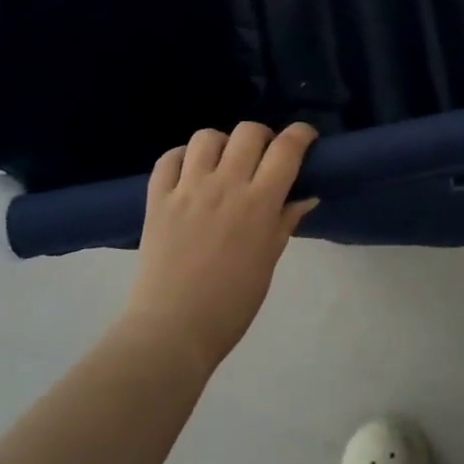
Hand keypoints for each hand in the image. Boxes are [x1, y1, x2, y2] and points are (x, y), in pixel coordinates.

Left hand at [121, 122, 319, 376]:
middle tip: (262, 156)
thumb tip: (306, 196)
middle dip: (262, 136)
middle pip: (248, 131)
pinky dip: (181, 158)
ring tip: (222, 164)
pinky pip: (168, 159)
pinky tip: (188, 174)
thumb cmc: (231, 304)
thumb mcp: (268, 261)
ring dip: (221, 144)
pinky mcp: (157, 199)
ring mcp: (187, 189)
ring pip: (206, 137)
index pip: (287, 148)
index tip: (305, 138)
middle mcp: (225, 185)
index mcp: (259, 203)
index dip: (301, 134)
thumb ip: (285, 221)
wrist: (172, 331)